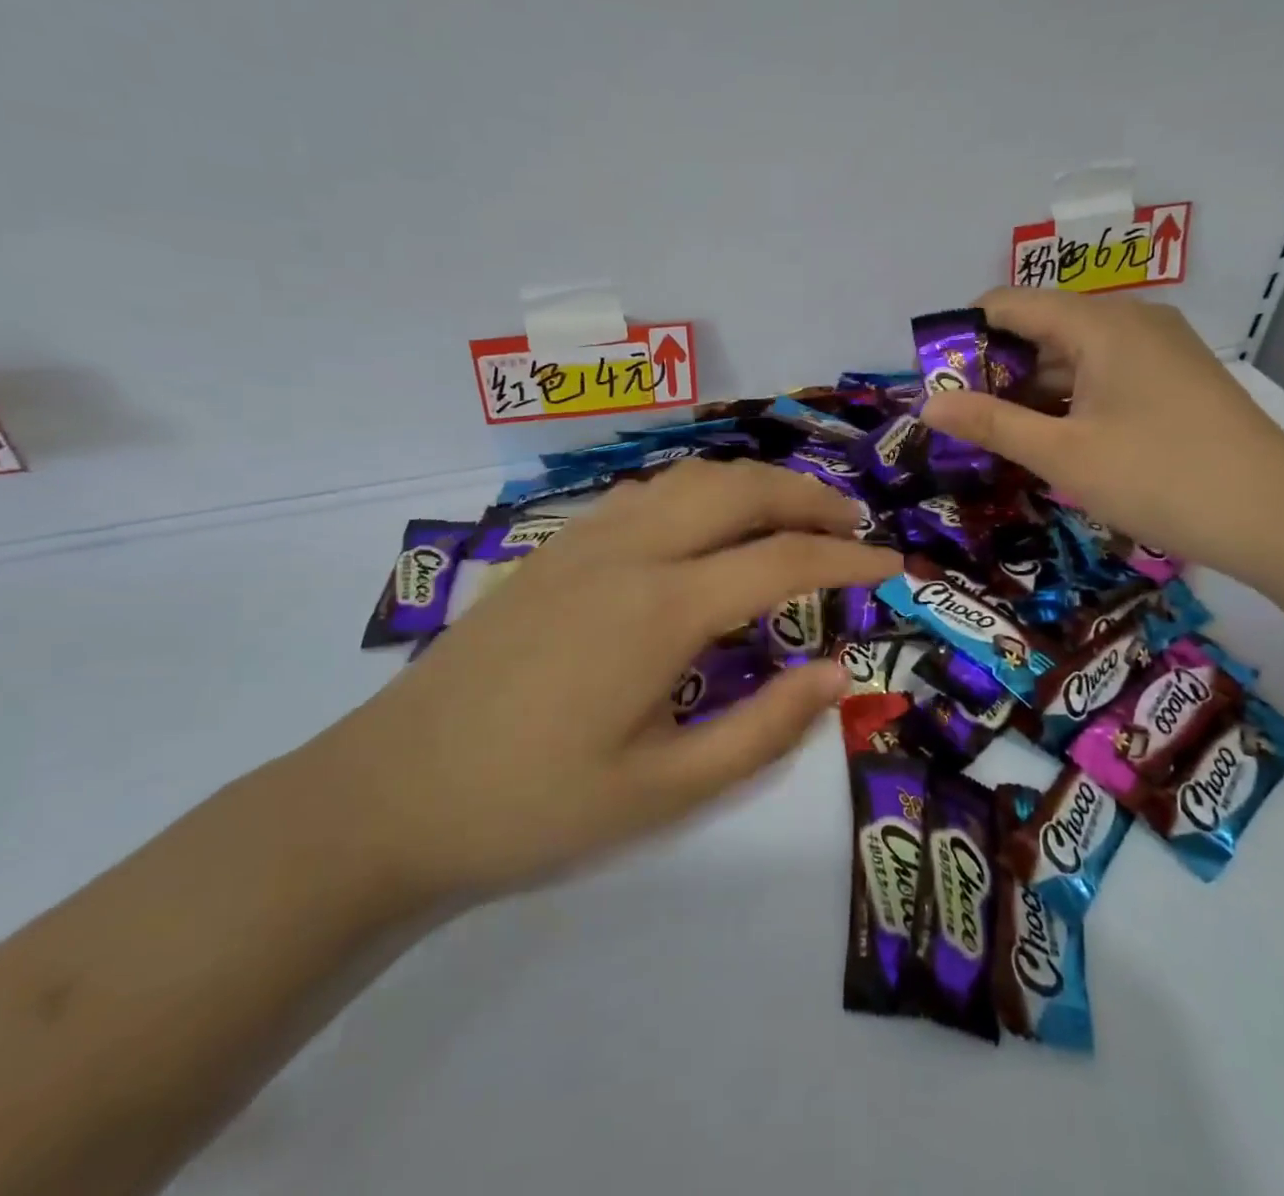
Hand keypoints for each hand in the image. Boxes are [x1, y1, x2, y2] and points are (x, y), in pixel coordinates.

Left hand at [314, 461, 901, 901]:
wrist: (389, 794)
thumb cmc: (532, 805)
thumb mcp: (663, 792)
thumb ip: (763, 730)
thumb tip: (836, 674)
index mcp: (661, 608)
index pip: (782, 561)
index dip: (849, 561)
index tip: (894, 568)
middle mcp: (628, 551)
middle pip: (740, 490)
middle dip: (809, 498)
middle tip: (854, 526)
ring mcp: (584, 540)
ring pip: (691, 478)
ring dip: (755, 486)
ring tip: (794, 516)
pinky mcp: (553, 548)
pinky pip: (647, 494)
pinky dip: (701, 493)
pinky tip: (708, 527)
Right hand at [919, 288, 1283, 576]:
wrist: (1278, 518)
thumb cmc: (1159, 478)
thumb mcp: (1063, 455)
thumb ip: (991, 424)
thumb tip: (927, 404)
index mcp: (1100, 323)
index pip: (1010, 302)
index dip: (964, 334)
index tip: (936, 379)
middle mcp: (1131, 320)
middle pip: (1042, 326)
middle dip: (996, 368)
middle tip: (962, 419)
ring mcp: (1160, 347)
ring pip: (1074, 352)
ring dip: (1033, 388)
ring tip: (1000, 434)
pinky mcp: (1176, 377)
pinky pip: (1105, 372)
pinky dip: (1070, 397)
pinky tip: (1055, 437)